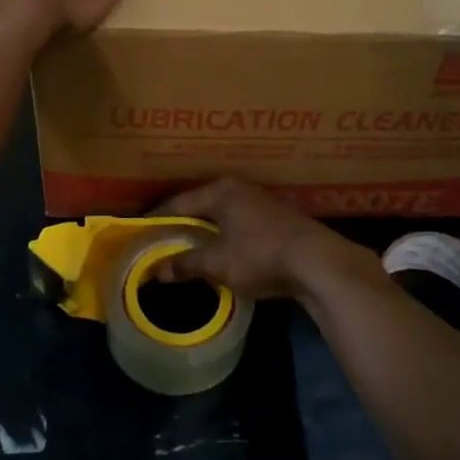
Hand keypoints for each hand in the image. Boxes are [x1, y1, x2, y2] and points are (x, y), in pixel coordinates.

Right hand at [156, 180, 386, 304]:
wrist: (317, 262)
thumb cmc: (260, 255)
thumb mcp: (218, 264)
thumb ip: (186, 264)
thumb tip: (158, 271)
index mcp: (219, 191)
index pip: (178, 203)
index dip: (159, 219)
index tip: (142, 232)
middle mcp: (238, 188)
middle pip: (200, 205)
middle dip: (182, 224)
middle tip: (162, 241)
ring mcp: (260, 201)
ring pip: (222, 214)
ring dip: (206, 230)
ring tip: (188, 248)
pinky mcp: (276, 217)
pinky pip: (239, 223)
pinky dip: (225, 235)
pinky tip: (222, 250)